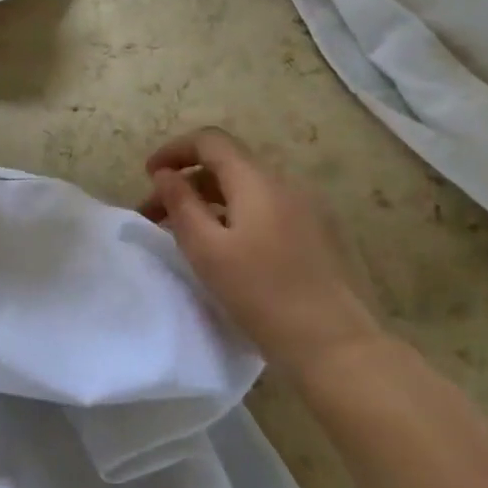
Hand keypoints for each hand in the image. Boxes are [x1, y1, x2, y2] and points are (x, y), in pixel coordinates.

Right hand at [139, 127, 382, 373]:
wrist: (338, 346)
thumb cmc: (262, 295)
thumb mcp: (207, 250)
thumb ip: (181, 205)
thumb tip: (165, 174)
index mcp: (258, 181)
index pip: (210, 141)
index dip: (174, 150)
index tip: (149, 176)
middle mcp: (286, 184)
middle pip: (228, 164)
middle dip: (187, 181)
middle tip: (156, 215)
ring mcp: (309, 209)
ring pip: (248, 189)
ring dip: (210, 201)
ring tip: (186, 234)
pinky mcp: (320, 234)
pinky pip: (268, 209)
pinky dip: (237, 215)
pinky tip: (227, 249)